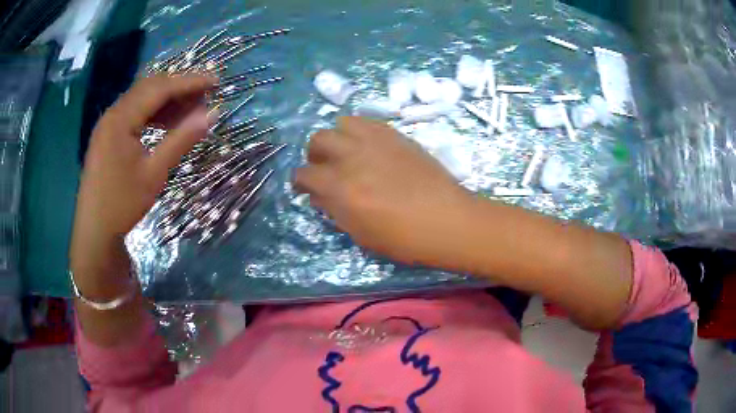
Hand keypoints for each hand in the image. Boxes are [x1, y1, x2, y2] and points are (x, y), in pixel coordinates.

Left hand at [70, 74, 215, 281]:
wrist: (95, 231)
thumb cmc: (122, 204)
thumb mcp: (154, 173)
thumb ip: (181, 140)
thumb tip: (212, 114)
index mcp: (121, 118)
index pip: (160, 88)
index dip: (189, 82)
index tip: (216, 81)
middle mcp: (113, 113)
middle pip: (150, 88)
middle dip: (179, 87)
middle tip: (206, 94)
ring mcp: (108, 124)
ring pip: (142, 100)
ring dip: (167, 101)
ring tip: (191, 109)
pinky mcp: (108, 135)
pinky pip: (134, 114)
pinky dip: (153, 114)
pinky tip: (167, 123)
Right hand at [294, 117, 471, 266]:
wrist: (447, 220)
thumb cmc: (403, 238)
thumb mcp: (360, 234)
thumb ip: (333, 210)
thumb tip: (318, 194)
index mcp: (340, 188)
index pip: (304, 174)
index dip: (300, 182)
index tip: (306, 188)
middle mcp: (352, 157)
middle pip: (318, 140)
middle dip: (315, 155)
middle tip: (326, 168)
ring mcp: (375, 141)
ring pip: (341, 123)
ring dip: (338, 137)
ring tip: (348, 152)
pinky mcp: (395, 135)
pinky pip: (368, 121)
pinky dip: (360, 131)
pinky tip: (369, 147)